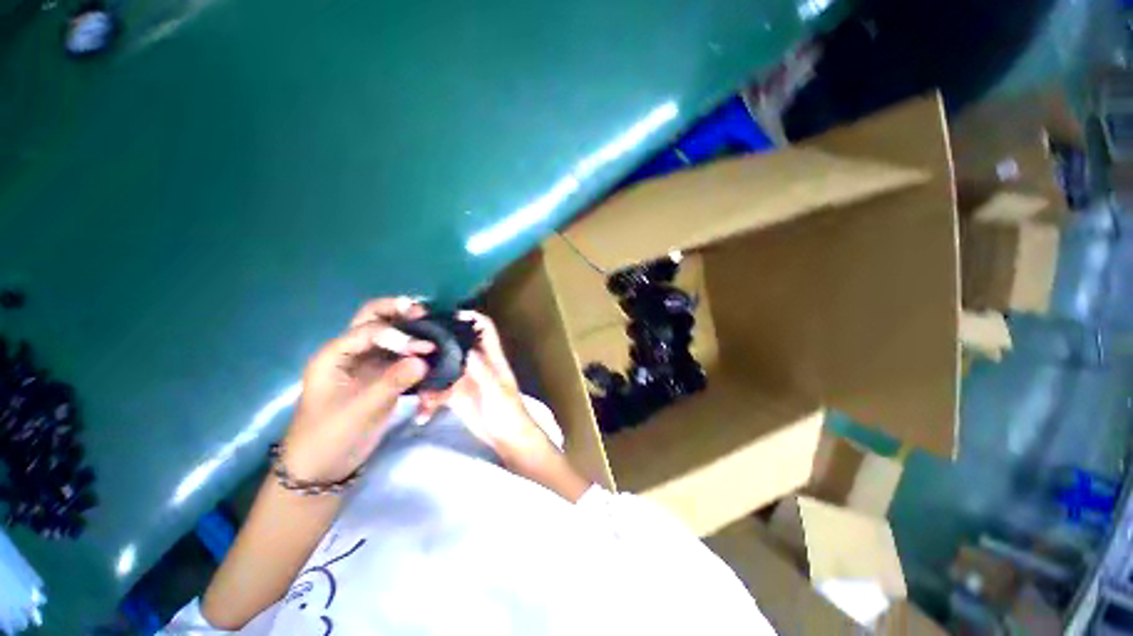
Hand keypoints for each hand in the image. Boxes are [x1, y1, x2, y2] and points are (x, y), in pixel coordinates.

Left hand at [281, 298, 432, 482]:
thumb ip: (392, 382)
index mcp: (335, 355)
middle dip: (398, 311)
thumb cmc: (330, 437)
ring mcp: (367, 362)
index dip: (400, 335)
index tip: (426, 348)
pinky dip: (414, 349)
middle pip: (373, 318)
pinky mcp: (381, 375)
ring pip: (389, 332)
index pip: (369, 331)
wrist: (323, 467)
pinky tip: (429, 350)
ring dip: (409, 327)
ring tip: (431, 324)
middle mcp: (350, 352)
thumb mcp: (360, 411)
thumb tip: (424, 360)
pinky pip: (400, 354)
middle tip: (424, 312)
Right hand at [417, 311, 558, 469]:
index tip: (445, 315)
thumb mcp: (496, 390)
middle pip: (457, 343)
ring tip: (412, 383)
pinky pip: (437, 391)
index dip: (469, 317)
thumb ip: (481, 369)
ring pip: (442, 366)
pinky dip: (429, 399)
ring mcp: (464, 378)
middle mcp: (476, 363)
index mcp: (492, 357)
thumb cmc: (507, 412)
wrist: (507, 439)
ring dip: (428, 375)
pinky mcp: (455, 395)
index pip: (484, 328)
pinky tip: (423, 413)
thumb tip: (464, 346)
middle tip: (413, 342)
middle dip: (438, 341)